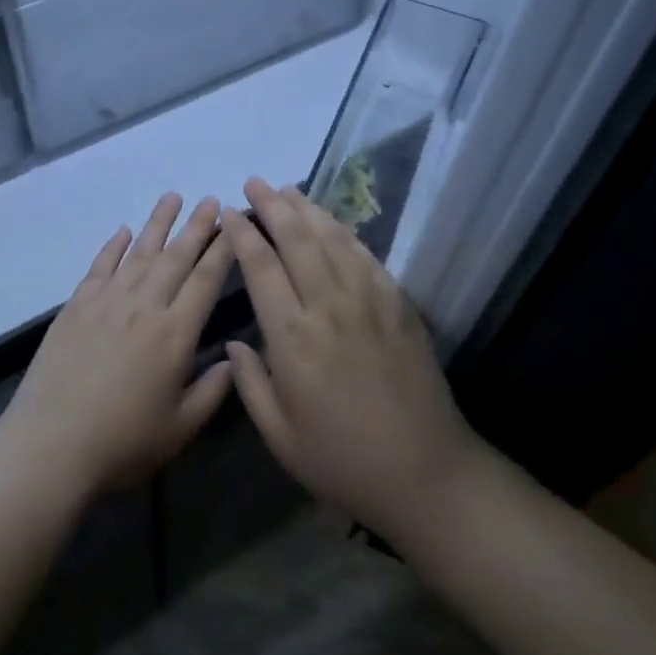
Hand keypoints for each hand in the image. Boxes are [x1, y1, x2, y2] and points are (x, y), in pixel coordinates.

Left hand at [0, 194, 234, 501]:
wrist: (50, 445)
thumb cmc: (123, 443)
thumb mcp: (181, 428)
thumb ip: (213, 390)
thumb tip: (233, 359)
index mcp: (175, 334)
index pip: (206, 280)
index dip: (223, 249)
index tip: (234, 223)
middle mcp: (144, 307)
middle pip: (176, 257)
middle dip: (197, 226)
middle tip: (212, 199)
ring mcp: (106, 303)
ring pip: (139, 253)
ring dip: (158, 223)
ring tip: (173, 197)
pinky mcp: (76, 307)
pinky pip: (100, 267)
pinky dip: (113, 246)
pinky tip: (123, 231)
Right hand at [224, 177, 484, 542]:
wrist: (425, 472)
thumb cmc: (342, 460)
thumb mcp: (280, 435)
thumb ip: (250, 384)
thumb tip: (232, 343)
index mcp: (293, 338)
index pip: (261, 268)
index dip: (243, 234)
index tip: (230, 213)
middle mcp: (330, 307)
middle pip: (298, 240)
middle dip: (273, 205)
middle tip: (256, 183)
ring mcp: (370, 302)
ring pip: (333, 239)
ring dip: (308, 210)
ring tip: (289, 190)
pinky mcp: (399, 306)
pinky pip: (366, 257)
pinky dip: (345, 233)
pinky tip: (333, 224)